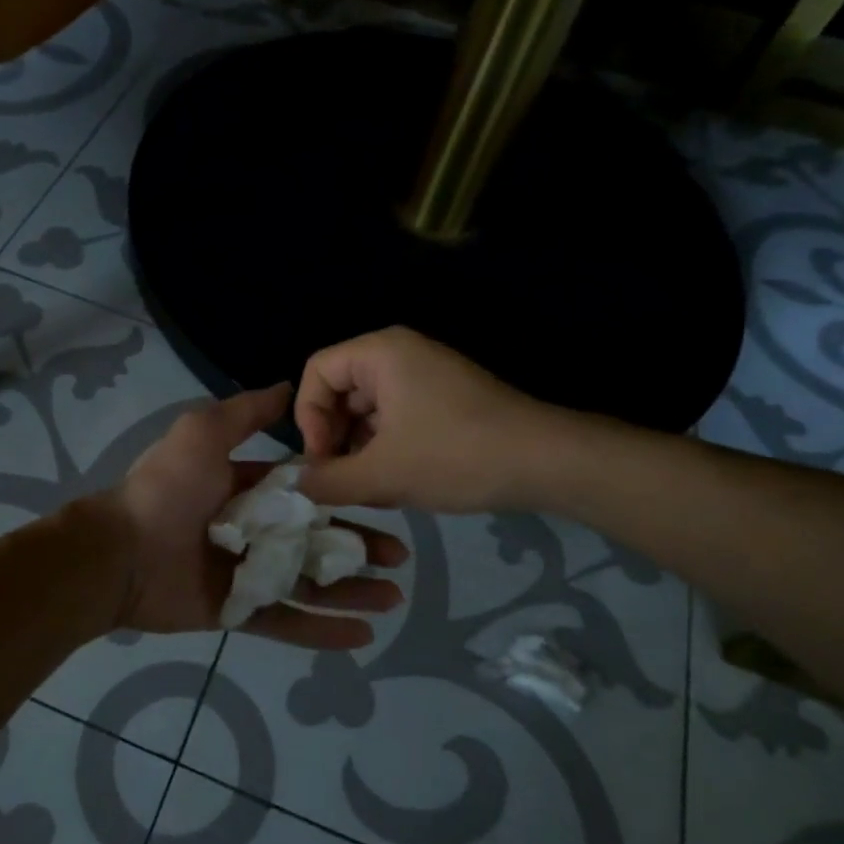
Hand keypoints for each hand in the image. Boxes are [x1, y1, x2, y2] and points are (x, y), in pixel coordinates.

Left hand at [107, 383, 407, 649]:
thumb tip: (287, 386)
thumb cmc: (167, 489)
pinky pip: (287, 621)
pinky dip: (323, 631)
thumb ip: (245, 413)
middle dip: (358, 546)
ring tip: (392, 598)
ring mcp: (247, 573)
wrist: (120, 553)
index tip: (382, 500)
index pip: (306, 491)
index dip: (343, 496)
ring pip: (310, 583)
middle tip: (399, 557)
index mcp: (246, 488)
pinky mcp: (239, 611)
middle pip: (316, 539)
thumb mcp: (203, 434)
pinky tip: (362, 635)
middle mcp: (252, 529)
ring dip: (351, 590)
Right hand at [296, 327, 567, 513]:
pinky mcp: (444, 400)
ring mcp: (425, 376)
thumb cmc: (455, 456)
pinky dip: (387, 450)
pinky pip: (396, 419)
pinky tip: (397, 484)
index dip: (309, 418)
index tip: (322, 461)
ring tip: (370, 490)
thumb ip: (329, 480)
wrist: (546, 462)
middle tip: (340, 482)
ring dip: (360, 450)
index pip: (316, 372)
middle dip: (335, 439)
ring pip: (368, 411)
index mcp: (380, 353)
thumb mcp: (382, 474)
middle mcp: (400, 354)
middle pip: (340, 391)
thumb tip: (296, 485)